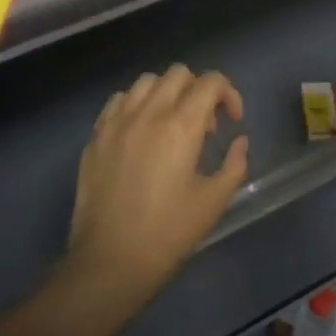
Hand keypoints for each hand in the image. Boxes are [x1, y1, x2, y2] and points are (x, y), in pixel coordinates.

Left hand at [66, 65, 248, 313]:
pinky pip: (118, 101)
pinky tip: (140, 131)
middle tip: (204, 125)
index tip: (232, 121)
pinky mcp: (95, 136)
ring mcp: (116, 122)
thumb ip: (233, 164)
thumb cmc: (168, 234)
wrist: (109, 261)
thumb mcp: (212, 202)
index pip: (210, 82)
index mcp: (181, 126)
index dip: (229, 93)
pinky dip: (135, 104)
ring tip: (171, 124)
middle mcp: (147, 113)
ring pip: (146, 82)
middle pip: (178, 74)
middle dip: (199, 90)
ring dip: (166, 93)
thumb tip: (239, 141)